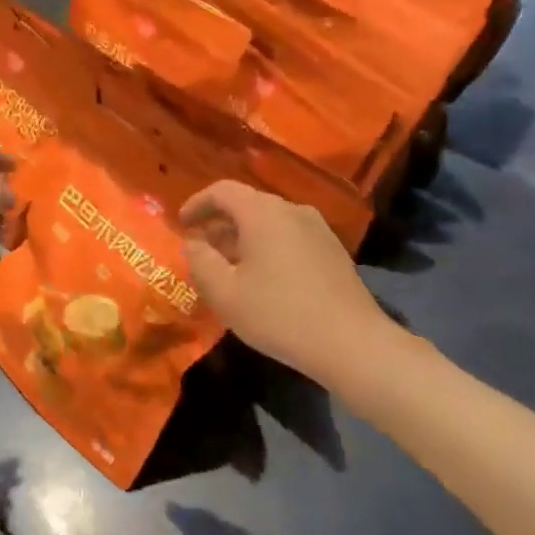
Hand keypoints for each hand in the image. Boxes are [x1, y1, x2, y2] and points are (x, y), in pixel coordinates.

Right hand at [180, 181, 425, 400]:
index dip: (197, 203)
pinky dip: (268, 245)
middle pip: (248, 204)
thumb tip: (193, 243)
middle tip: (201, 247)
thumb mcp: (225, 293)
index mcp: (263, 213)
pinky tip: (263, 277)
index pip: (223, 190)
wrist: (352, 344)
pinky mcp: (333, 250)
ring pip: (270, 221)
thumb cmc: (279, 314)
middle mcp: (292, 210)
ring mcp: (318, 229)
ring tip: (229, 265)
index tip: (181, 223)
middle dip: (220, 222)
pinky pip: (289, 235)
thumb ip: (200, 261)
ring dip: (244, 236)